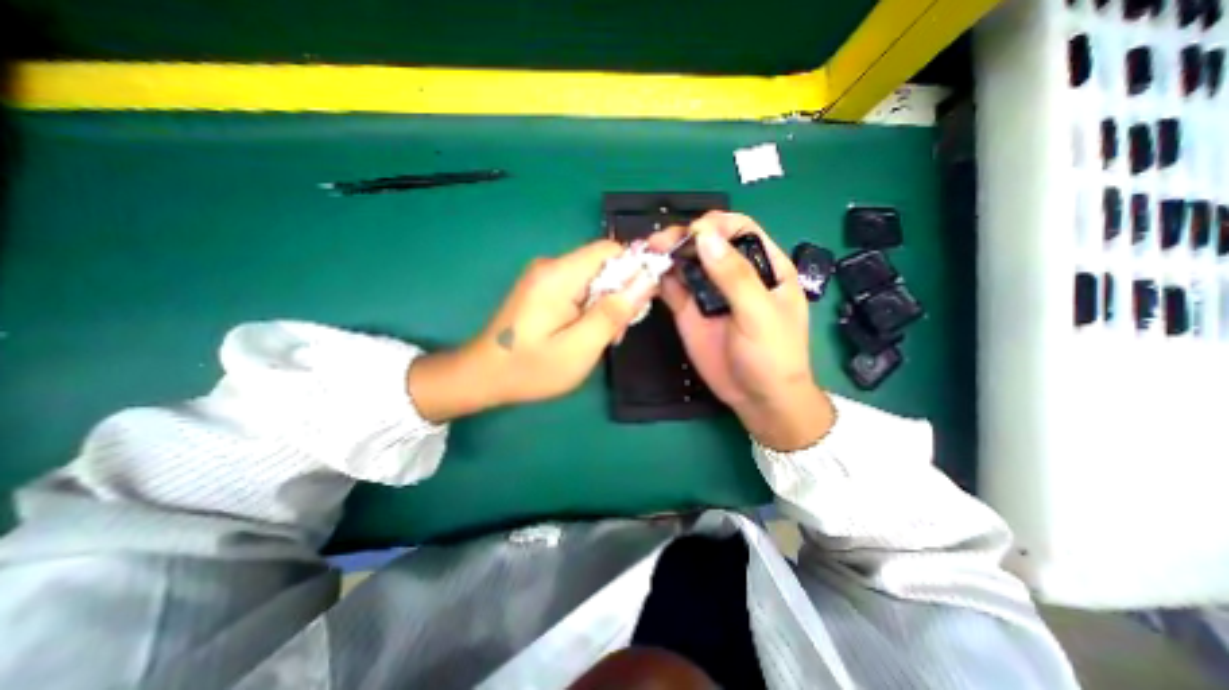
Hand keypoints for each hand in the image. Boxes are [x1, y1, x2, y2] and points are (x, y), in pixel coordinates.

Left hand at [406, 237, 656, 420]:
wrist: (482, 376)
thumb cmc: (531, 368)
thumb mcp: (580, 347)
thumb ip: (614, 312)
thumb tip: (646, 279)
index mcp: (559, 274)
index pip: (610, 250)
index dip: (634, 269)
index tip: (641, 302)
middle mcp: (551, 266)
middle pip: (602, 265)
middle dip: (619, 294)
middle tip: (616, 332)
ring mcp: (544, 277)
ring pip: (593, 279)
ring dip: (606, 305)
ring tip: (601, 338)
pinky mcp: (542, 290)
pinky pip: (578, 289)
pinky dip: (590, 308)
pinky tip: (585, 333)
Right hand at [651, 210, 835, 448]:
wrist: (757, 398)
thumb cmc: (773, 356)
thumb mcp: (760, 314)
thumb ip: (734, 276)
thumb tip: (705, 236)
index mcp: (764, 266)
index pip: (739, 230)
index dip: (716, 224)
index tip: (695, 233)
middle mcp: (733, 273)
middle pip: (706, 242)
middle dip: (684, 237)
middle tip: (660, 243)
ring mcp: (708, 292)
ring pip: (686, 262)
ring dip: (667, 255)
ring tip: (649, 255)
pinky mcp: (689, 311)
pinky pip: (672, 288)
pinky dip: (659, 279)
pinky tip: (647, 277)